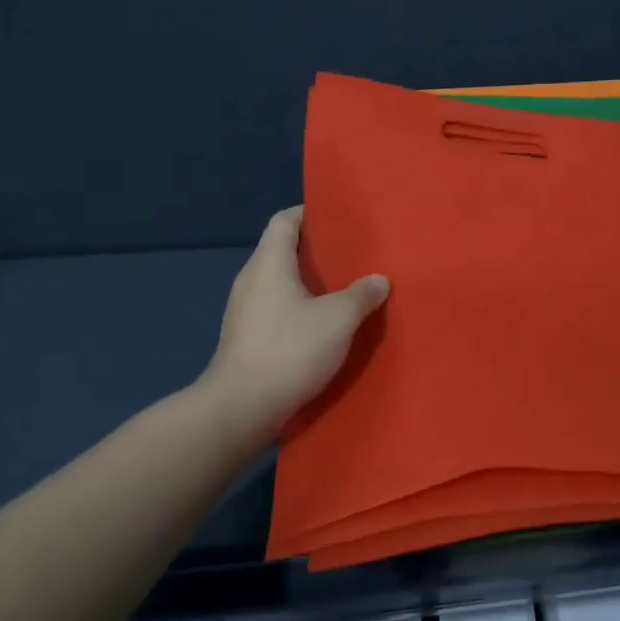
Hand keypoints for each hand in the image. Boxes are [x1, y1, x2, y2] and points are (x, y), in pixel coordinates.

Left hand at [202, 205, 388, 435]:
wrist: (241, 408)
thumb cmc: (289, 350)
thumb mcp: (338, 319)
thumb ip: (361, 295)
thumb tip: (378, 280)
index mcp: (269, 263)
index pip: (284, 220)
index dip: (309, 213)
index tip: (338, 218)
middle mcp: (252, 280)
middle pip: (282, 250)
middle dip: (316, 250)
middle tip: (353, 254)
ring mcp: (245, 311)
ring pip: (281, 283)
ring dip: (310, 283)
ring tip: (345, 288)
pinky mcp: (247, 338)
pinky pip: (278, 309)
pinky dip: (300, 308)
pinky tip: (324, 325)